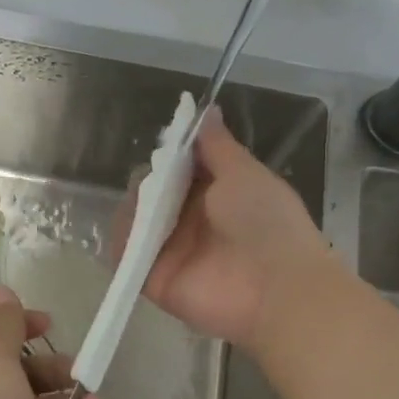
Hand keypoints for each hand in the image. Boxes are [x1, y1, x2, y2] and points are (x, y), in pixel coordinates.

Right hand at [130, 107, 331, 348]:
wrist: (277, 287)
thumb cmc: (266, 222)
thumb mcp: (244, 173)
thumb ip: (217, 146)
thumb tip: (206, 110)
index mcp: (215, 196)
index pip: (180, 172)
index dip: (169, 157)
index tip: (164, 145)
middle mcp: (191, 223)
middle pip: (153, 196)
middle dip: (147, 182)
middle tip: (152, 179)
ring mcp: (171, 253)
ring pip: (136, 223)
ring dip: (133, 209)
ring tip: (143, 205)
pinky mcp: (155, 280)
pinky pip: (127, 258)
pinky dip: (122, 243)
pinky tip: (129, 228)